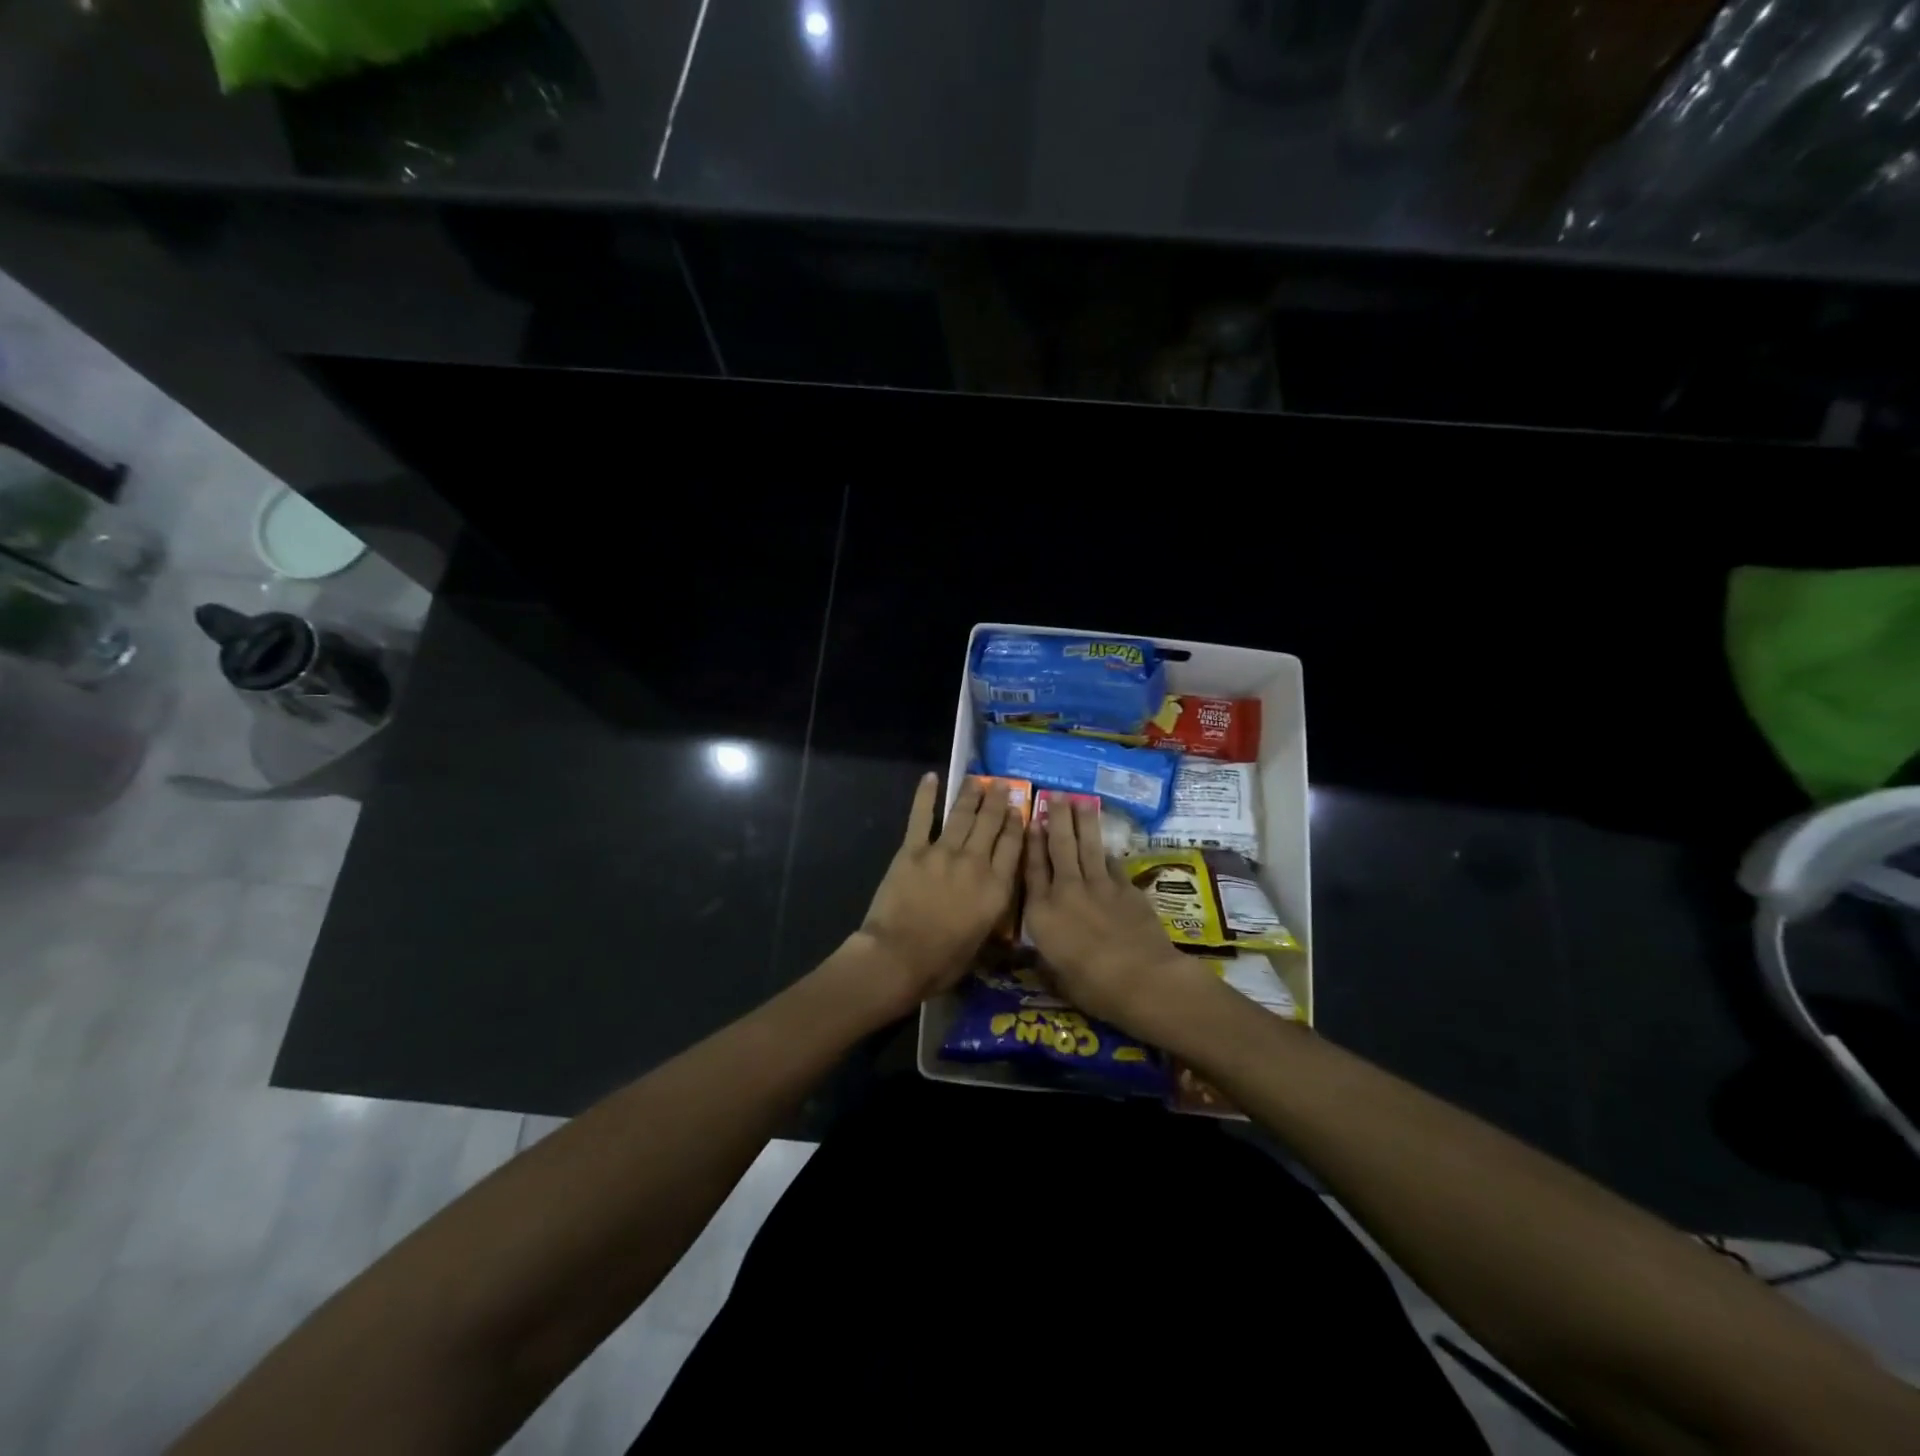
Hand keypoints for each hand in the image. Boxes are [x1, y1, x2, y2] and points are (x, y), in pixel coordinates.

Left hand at [854, 772, 1023, 1007]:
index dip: (1017, 824)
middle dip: (998, 801)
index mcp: (997, 888)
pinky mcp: (912, 850)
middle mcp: (975, 862)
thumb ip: (992, 914)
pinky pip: (921, 817)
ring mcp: (943, 852)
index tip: (1019, 808)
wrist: (899, 957)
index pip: (1013, 846)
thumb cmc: (943, 961)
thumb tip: (996, 900)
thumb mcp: (982, 942)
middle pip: (991, 823)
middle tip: (1001, 784)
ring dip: (971, 794)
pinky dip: (925, 795)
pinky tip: (930, 778)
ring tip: (977, 779)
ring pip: (962, 815)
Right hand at [1023, 799, 1211, 1036]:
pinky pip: (1113, 864)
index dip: (1031, 843)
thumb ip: (1046, 956)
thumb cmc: (1091, 986)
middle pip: (1059, 847)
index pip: (1032, 869)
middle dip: (1057, 819)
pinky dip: (1107, 852)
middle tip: (1056, 795)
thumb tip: (1043, 951)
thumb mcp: (1055, 977)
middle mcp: (1066, 890)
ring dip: (1084, 822)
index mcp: (1042, 913)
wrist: (1141, 979)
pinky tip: (1106, 845)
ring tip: (1081, 801)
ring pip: (1088, 846)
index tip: (1031, 821)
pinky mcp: (1126, 889)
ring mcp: (1099, 886)